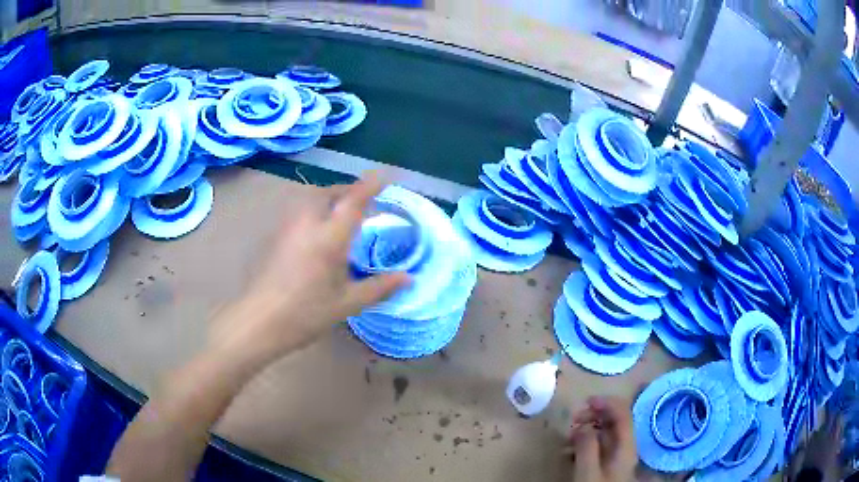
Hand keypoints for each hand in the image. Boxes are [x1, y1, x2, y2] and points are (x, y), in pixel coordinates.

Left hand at [208, 174, 409, 369]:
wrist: (259, 321)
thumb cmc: (305, 314)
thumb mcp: (348, 303)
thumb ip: (379, 287)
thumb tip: (409, 279)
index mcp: (329, 237)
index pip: (353, 201)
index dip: (370, 185)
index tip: (385, 175)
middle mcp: (307, 223)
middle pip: (330, 192)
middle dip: (349, 192)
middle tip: (364, 205)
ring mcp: (287, 227)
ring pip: (311, 198)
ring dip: (330, 199)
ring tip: (341, 216)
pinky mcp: (275, 235)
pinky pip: (299, 210)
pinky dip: (314, 210)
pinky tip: (317, 233)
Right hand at [568, 396, 637, 481]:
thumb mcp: (588, 471)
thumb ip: (586, 447)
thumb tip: (583, 426)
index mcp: (626, 445)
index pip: (623, 413)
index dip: (607, 402)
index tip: (586, 401)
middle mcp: (626, 447)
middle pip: (615, 421)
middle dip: (594, 415)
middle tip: (573, 419)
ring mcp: (618, 457)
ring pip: (606, 433)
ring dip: (587, 429)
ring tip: (568, 435)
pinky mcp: (609, 465)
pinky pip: (599, 446)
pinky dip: (586, 442)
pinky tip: (571, 449)